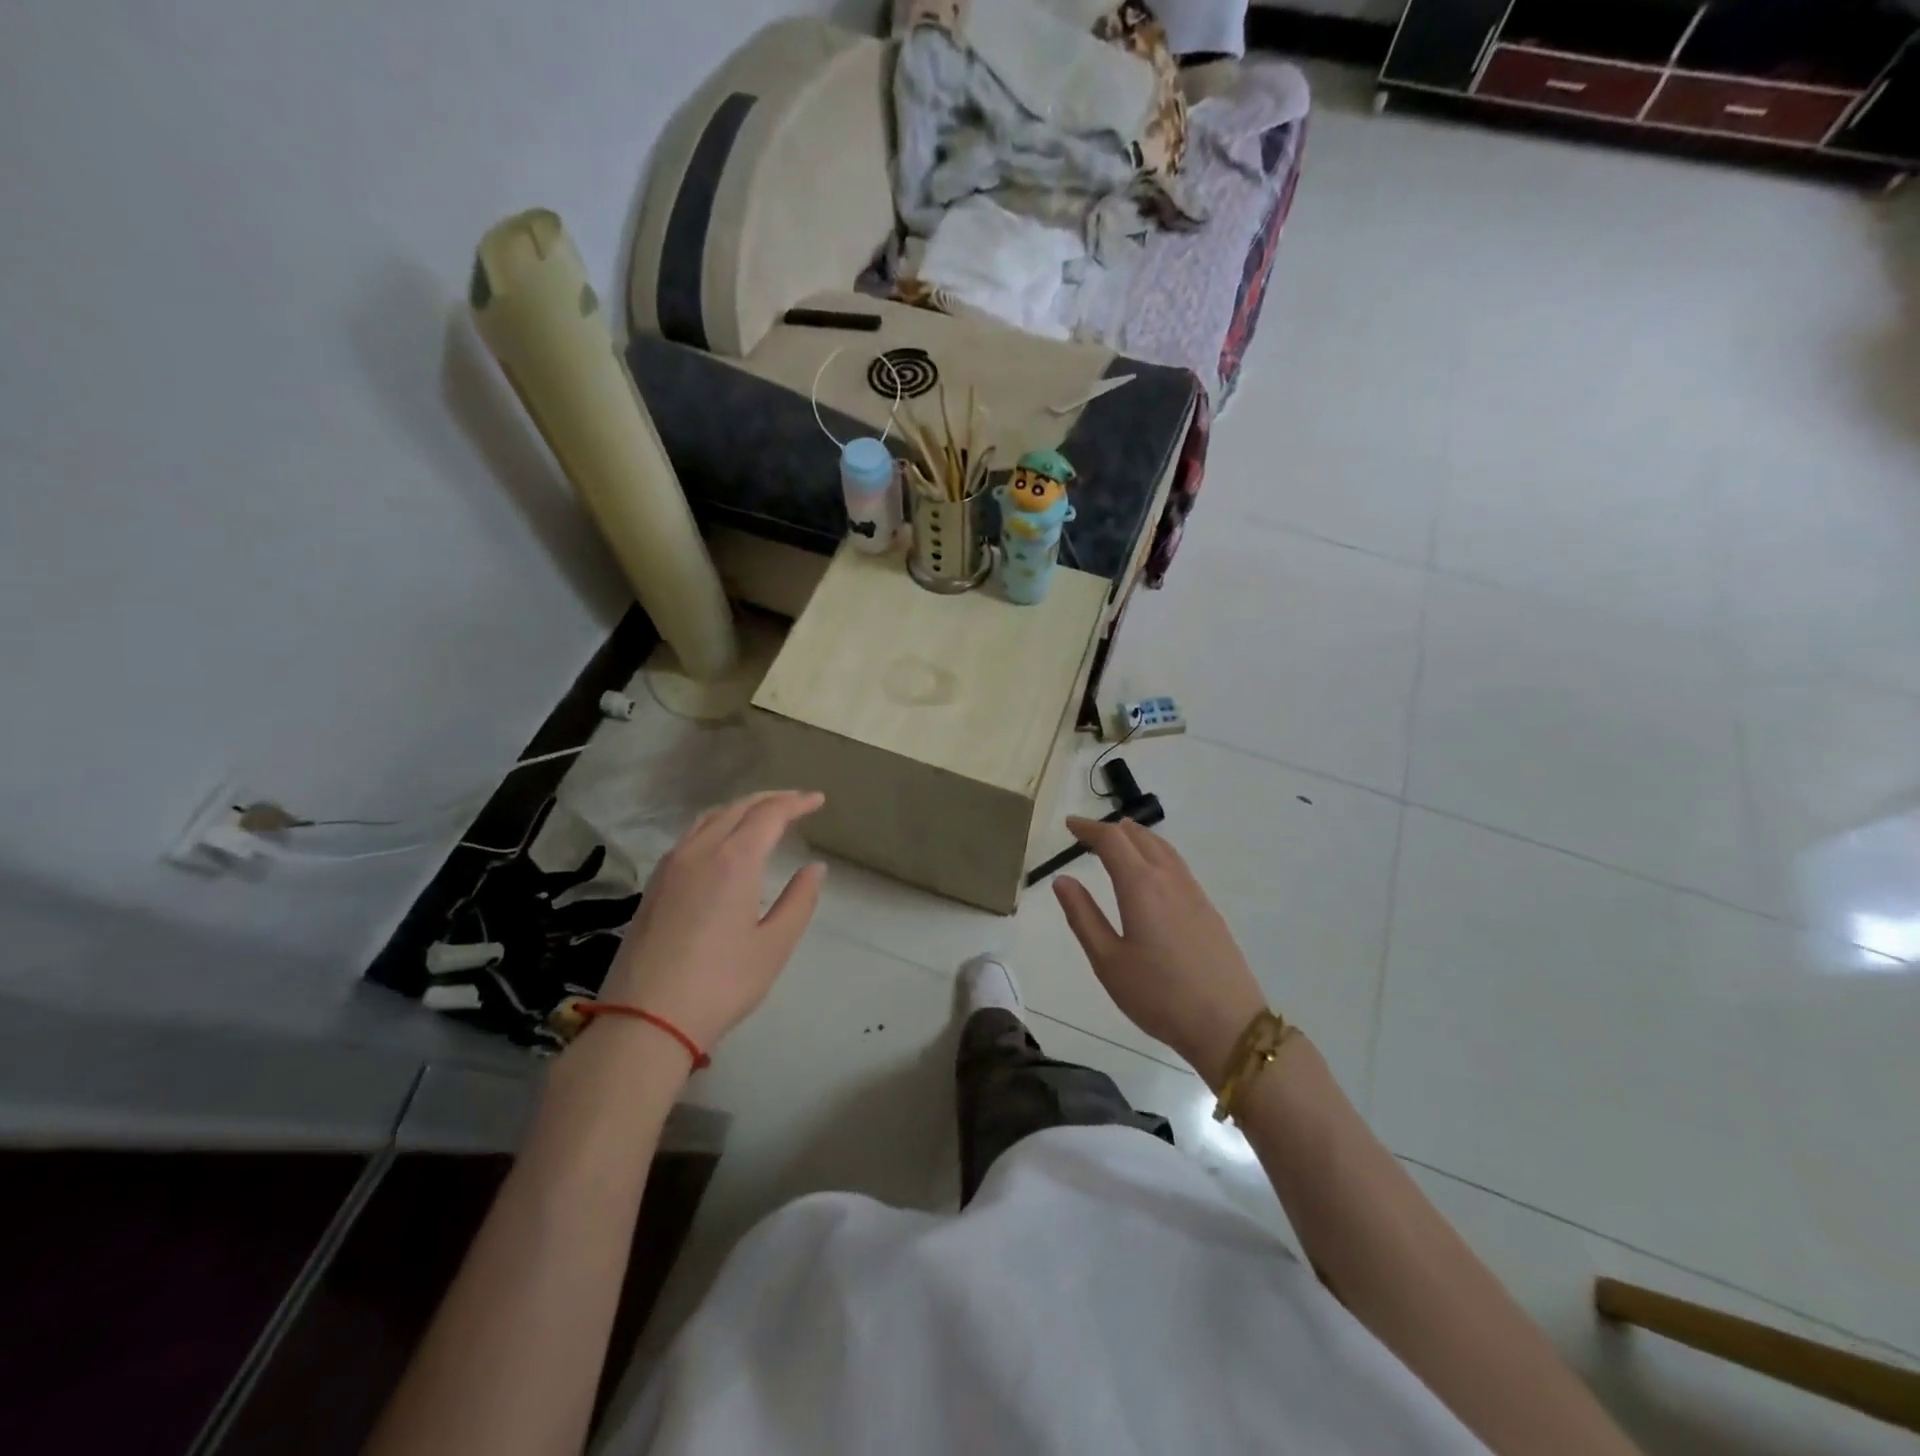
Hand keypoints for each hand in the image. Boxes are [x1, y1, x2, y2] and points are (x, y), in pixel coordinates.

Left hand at [600, 791, 826, 1058]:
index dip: (796, 803)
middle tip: (797, 802)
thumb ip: (799, 900)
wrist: (643, 1020)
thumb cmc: (720, 984)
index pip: (770, 814)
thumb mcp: (774, 945)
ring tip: (762, 815)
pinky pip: (690, 836)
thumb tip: (815, 868)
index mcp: (735, 860)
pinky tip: (723, 843)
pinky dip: (716, 825)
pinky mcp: (654, 884)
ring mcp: (671, 866)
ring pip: (709, 818)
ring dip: (740, 809)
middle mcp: (700, 850)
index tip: (817, 800)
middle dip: (770, 799)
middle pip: (738, 808)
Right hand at [1053, 817, 1266, 1086]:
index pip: (1112, 841)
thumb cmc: (1158, 996)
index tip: (1070, 824)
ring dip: (1137, 837)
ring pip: (1163, 848)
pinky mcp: (1208, 909)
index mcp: (1140, 886)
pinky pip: (1177, 865)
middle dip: (1111, 829)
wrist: (1228, 1025)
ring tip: (1119, 839)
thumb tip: (1062, 880)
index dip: (1089, 828)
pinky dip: (1156, 853)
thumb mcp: (1108, 961)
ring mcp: (1193, 892)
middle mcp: (1169, 879)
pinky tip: (1152, 871)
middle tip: (1087, 834)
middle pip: (1139, 837)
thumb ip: (1083, 916)